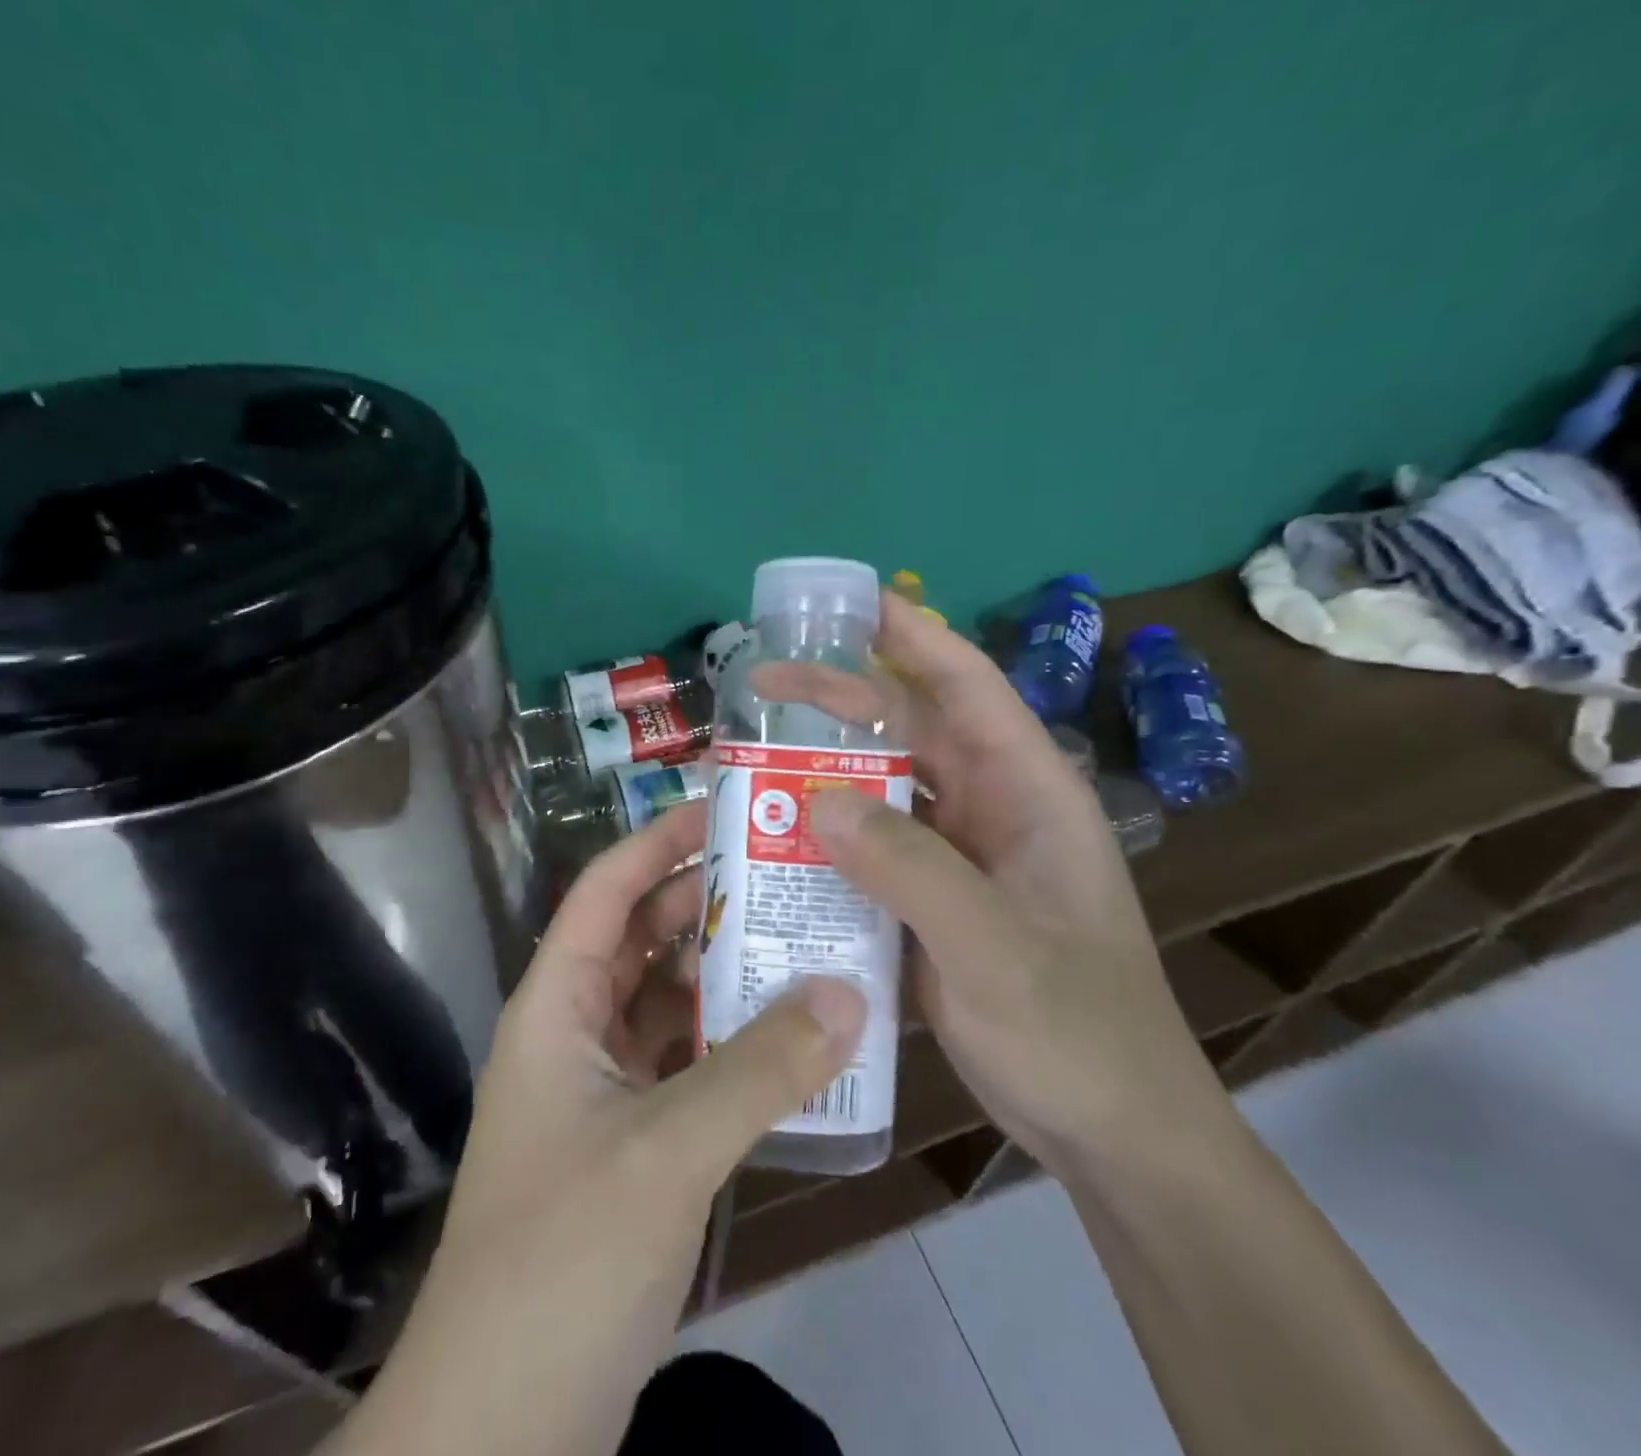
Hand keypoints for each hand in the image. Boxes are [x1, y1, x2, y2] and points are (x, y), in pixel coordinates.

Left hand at [340, 801, 864, 1455]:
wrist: (501, 1427)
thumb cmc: (562, 1259)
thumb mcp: (667, 1151)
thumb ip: (761, 1070)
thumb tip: (849, 991)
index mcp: (556, 1006)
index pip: (605, 890)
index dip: (657, 842)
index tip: (726, 811)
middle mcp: (575, 1031)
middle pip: (642, 938)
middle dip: (706, 902)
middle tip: (788, 872)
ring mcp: (603, 1088)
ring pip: (669, 1001)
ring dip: (726, 974)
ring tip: (804, 938)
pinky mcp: (632, 1139)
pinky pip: (686, 1061)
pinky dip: (731, 1042)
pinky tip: (791, 1035)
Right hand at [759, 593, 1235, 1178]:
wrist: (1107, 1130)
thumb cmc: (1076, 1030)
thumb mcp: (995, 948)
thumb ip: (910, 869)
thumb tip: (815, 798)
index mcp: (1028, 794)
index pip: (968, 689)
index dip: (912, 637)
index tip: (848, 603)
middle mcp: (989, 811)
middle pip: (906, 734)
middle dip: (836, 704)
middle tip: (757, 687)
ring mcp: (955, 859)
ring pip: (879, 792)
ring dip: (820, 774)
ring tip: (747, 760)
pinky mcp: (925, 901)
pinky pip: (866, 851)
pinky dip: (821, 839)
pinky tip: (770, 841)